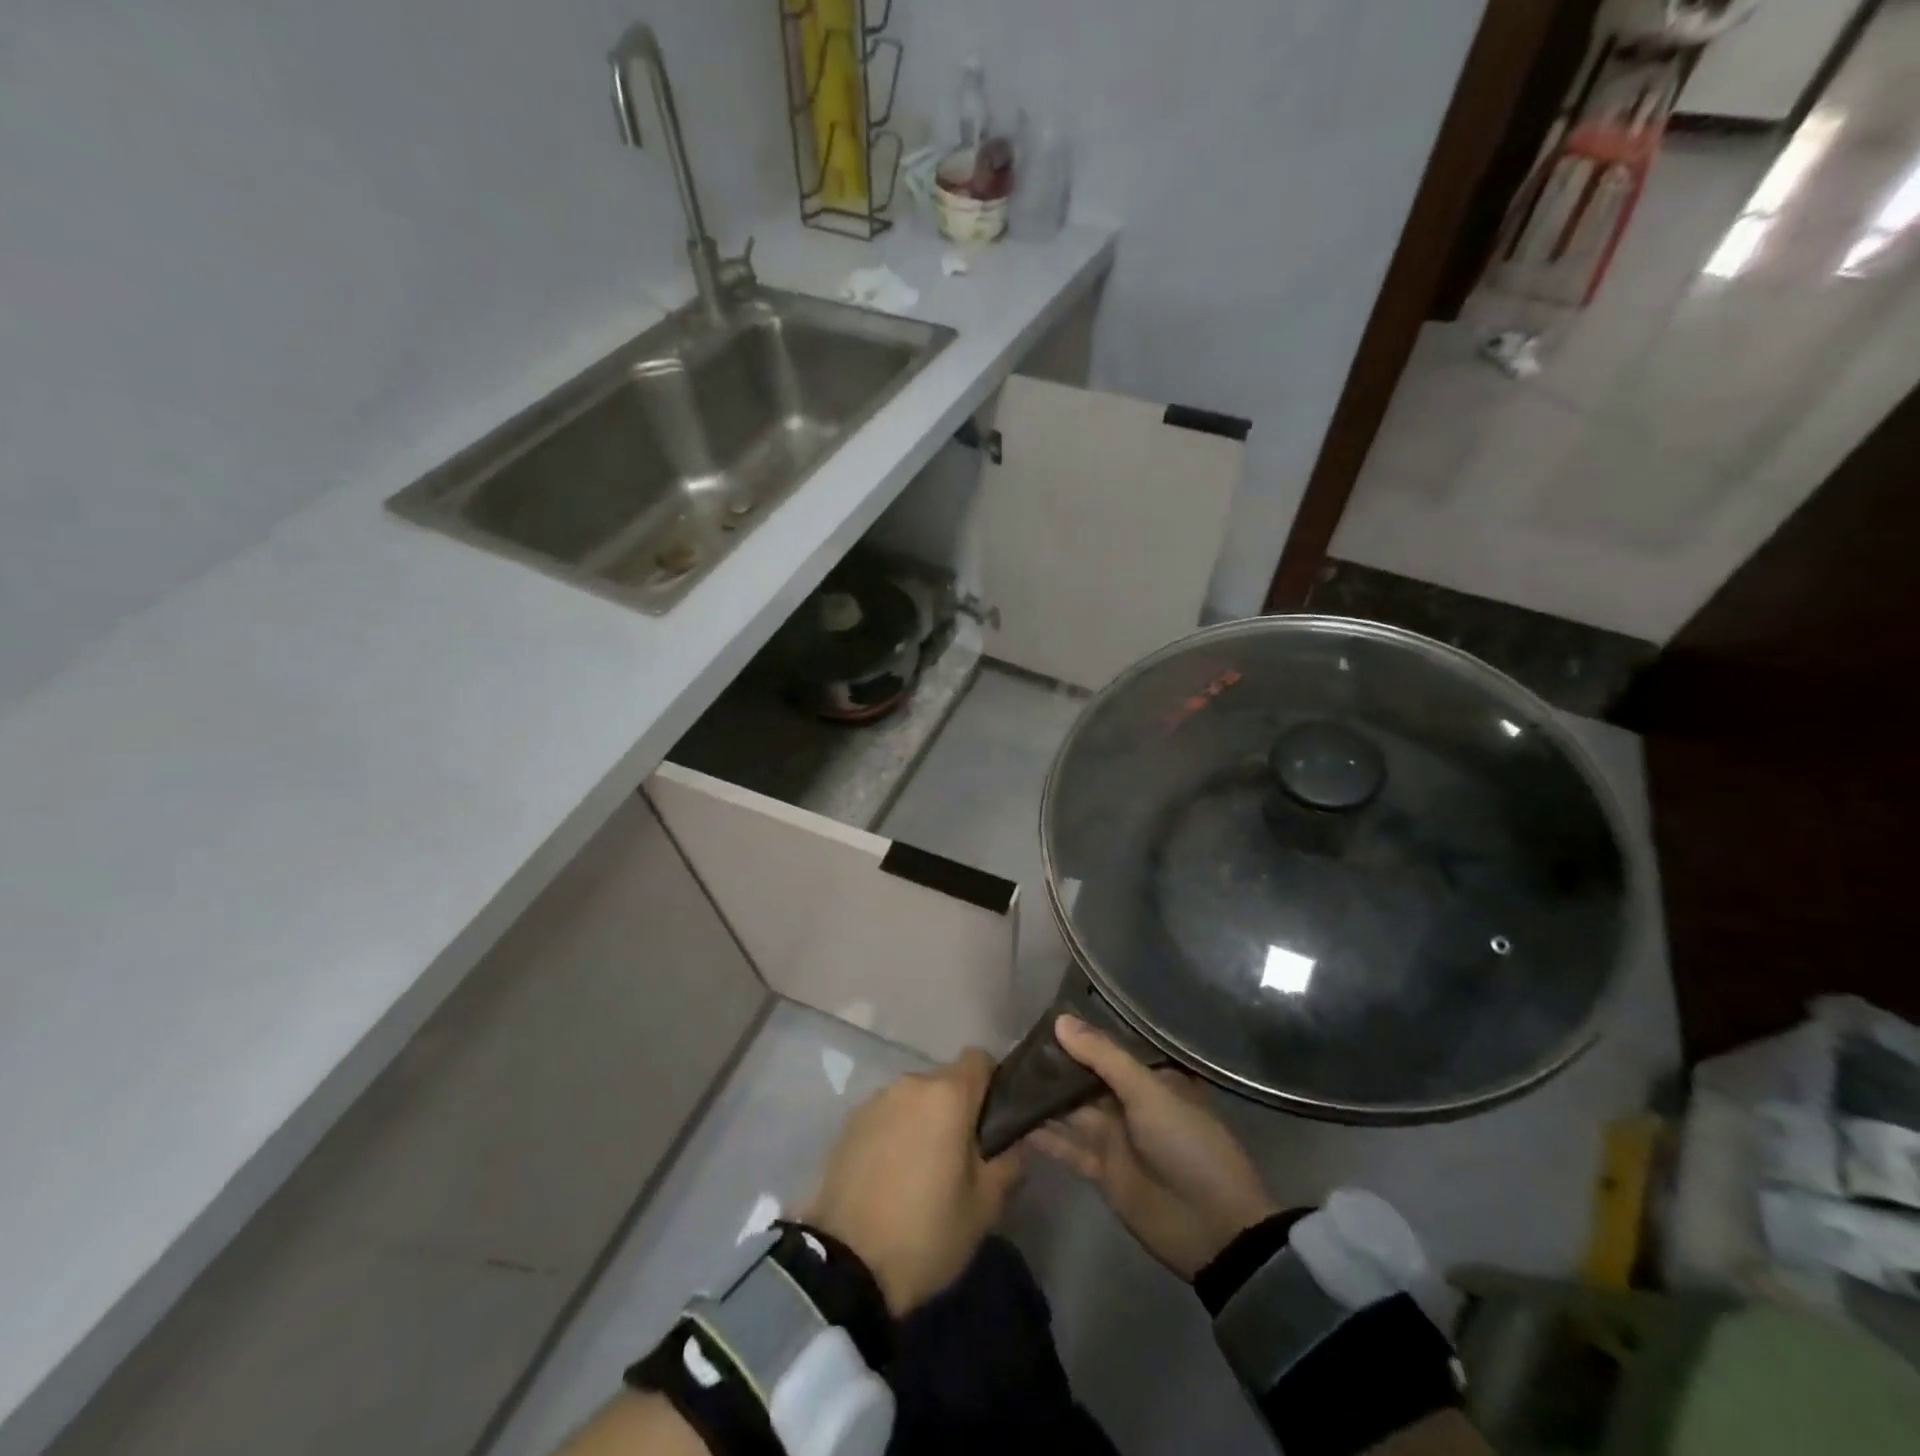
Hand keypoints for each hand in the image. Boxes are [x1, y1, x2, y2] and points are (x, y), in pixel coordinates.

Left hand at [802, 1048, 1022, 1315]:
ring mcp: (874, 1101)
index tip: (994, 1121)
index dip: (993, 1083)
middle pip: (945, 1081)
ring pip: (914, 1099)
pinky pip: (885, 1116)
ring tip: (922, 1171)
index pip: (979, 1059)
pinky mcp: (848, 1123)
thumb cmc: (926, 1233)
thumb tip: (1015, 1142)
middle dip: (958, 1110)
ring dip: (924, 1121)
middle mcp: (910, 1084)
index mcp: (947, 1095)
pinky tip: (890, 1176)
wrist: (844, 1266)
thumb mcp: (984, 1207)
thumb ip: (1009, 1163)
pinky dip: (894, 1134)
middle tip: (961, 1158)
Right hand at [1029, 1015, 1278, 1278]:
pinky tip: (1012, 1121)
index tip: (1038, 1019)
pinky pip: (1068, 1147)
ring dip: (1043, 1099)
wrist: (1214, 1228)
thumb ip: (1103, 1056)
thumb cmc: (1188, 1145)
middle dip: (1053, 1067)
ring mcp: (1115, 1137)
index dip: (1076, 1036)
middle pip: (1085, 1079)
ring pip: (1071, 1111)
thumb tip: (1060, 1020)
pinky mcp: (1102, 1170)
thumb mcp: (1149, 1092)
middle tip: (1009, 1048)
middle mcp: (1131, 1102)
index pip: (1107, 1048)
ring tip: (1001, 1079)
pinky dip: (1044, 1136)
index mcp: (1150, 1078)